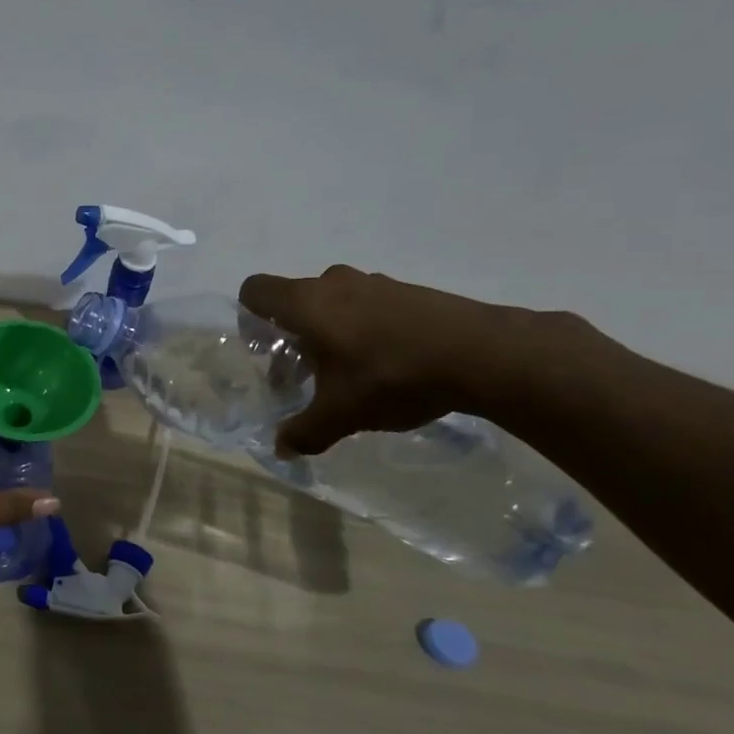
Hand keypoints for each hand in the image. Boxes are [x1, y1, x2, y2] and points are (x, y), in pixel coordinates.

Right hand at [239, 266, 519, 455]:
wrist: (484, 354)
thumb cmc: (392, 376)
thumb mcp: (341, 414)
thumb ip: (304, 431)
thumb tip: (280, 450)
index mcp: (306, 303)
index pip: (255, 290)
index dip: (249, 317)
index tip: (264, 351)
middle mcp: (334, 283)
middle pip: (294, 301)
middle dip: (291, 336)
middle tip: (304, 373)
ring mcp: (375, 284)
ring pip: (333, 303)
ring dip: (329, 332)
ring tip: (347, 373)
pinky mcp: (409, 292)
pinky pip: (368, 306)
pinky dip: (364, 329)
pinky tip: (386, 365)